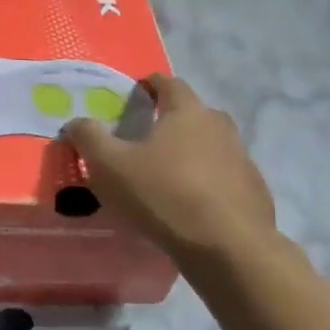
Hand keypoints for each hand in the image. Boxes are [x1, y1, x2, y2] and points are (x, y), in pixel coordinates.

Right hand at [63, 74, 276, 262]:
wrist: (228, 246)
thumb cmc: (164, 195)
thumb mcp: (111, 166)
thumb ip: (89, 138)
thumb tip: (75, 122)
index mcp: (187, 111)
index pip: (169, 83)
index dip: (151, 85)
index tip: (138, 92)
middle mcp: (220, 127)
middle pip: (194, 114)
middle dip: (172, 120)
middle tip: (148, 139)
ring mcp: (242, 159)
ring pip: (212, 147)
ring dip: (192, 154)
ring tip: (168, 175)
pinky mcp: (253, 192)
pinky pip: (225, 178)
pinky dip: (208, 184)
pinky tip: (192, 205)